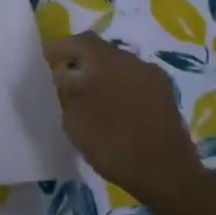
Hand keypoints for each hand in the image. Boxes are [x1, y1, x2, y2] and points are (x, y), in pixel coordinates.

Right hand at [44, 33, 200, 198]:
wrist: (167, 174)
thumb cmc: (113, 144)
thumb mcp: (74, 120)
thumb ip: (66, 91)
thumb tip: (65, 74)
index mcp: (107, 61)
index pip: (80, 40)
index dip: (61, 47)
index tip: (48, 60)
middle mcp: (132, 60)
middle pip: (102, 50)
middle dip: (82, 59)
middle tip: (67, 76)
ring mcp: (153, 76)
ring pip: (120, 65)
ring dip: (103, 73)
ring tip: (90, 94)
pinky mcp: (166, 94)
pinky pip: (135, 80)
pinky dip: (120, 85)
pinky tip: (114, 107)